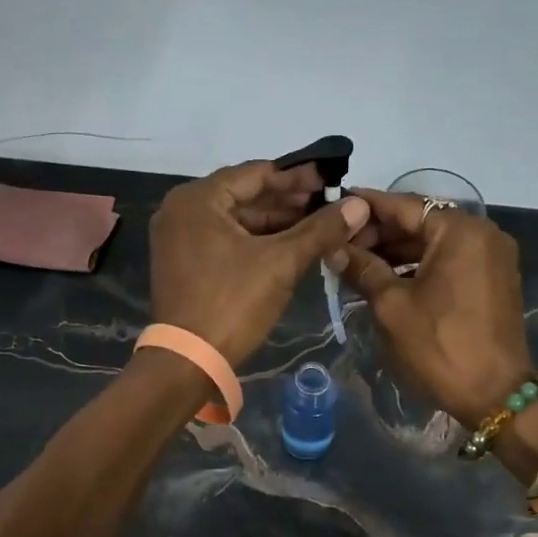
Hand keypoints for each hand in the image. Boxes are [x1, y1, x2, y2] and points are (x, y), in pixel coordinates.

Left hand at [150, 160, 369, 365]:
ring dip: (275, 223)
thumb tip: (359, 205)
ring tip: (316, 226)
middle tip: (328, 205)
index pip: (256, 174)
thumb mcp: (281, 263)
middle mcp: (180, 210)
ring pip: (235, 219)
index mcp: (197, 199)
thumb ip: (320, 230)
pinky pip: (224, 239)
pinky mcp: (182, 262)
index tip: (330, 180)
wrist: (188, 362)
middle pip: (244, 195)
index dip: (298, 177)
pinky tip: (288, 246)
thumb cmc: (232, 304)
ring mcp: (178, 237)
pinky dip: (255, 241)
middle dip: (288, 202)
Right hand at [327, 188, 533, 426]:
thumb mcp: (392, 306)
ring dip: (397, 251)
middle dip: (380, 232)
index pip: (404, 206)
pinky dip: (419, 266)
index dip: (366, 206)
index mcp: (460, 231)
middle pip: (421, 222)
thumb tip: (334, 247)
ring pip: (434, 243)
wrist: (495, 395)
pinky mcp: (493, 281)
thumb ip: (362, 268)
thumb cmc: (439, 345)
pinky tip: (387, 278)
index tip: (336, 202)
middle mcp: (482, 234)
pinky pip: (450, 261)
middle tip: (340, 243)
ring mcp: (492, 258)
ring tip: (356, 263)